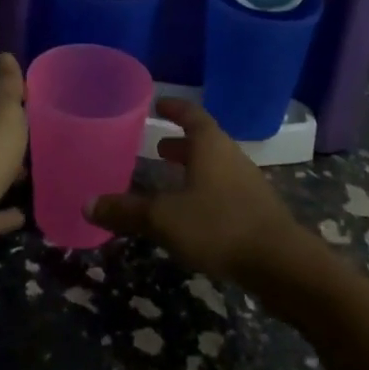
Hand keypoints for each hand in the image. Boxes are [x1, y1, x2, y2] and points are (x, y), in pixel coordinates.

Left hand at [0, 54, 29, 278]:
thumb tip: (3, 56)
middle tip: (42, 136)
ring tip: (36, 171)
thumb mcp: (3, 108)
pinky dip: (3, 209)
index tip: (35, 102)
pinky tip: (23, 213)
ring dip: (6, 169)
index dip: (8, 95)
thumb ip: (6, 83)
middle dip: (8, 133)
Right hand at [86, 98, 304, 285]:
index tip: (157, 104)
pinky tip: (192, 212)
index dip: (174, 108)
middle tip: (156, 146)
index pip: (191, 115)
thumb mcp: (164, 219)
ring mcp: (247, 184)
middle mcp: (230, 157)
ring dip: (192, 168)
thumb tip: (86, 204)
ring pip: (214, 166)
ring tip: (169, 177)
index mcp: (210, 146)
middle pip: (204, 140)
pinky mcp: (256, 211)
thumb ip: (126, 211)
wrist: (282, 265)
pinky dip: (204, 190)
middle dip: (180, 143)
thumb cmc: (219, 226)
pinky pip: (224, 189)